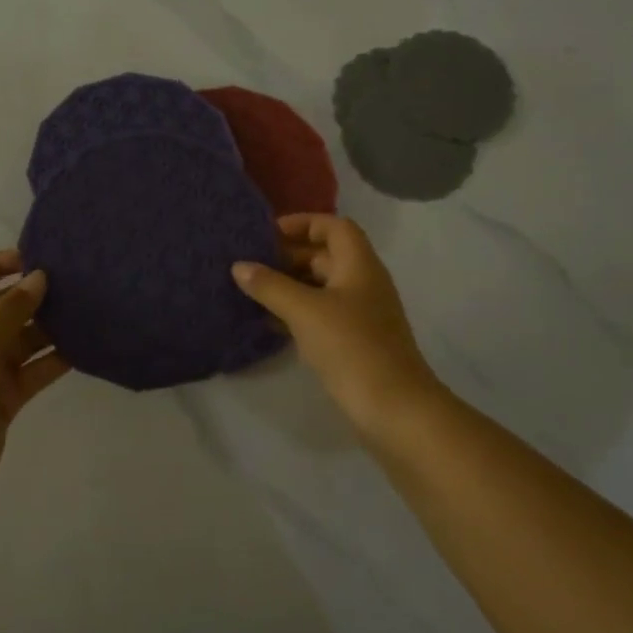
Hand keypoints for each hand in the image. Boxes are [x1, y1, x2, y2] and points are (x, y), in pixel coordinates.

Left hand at [0, 251, 69, 506]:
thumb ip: (10, 310)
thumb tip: (40, 278)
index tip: (33, 258)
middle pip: (1, 307)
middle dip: (32, 296)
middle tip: (72, 284)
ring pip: (23, 339)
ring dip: (49, 327)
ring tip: (85, 312)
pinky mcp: (6, 397)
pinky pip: (34, 369)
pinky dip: (55, 359)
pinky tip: (83, 348)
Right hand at [233, 214, 448, 442]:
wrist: (394, 409)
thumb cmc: (351, 347)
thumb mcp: (304, 311)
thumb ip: (270, 285)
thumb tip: (239, 266)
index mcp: (359, 265)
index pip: (334, 226)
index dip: (302, 223)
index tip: (266, 233)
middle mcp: (363, 283)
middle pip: (325, 255)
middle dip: (288, 256)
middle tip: (250, 264)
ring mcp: (360, 314)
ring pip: (320, 287)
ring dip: (289, 285)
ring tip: (252, 291)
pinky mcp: (354, 342)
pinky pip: (321, 315)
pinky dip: (296, 312)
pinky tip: (268, 322)